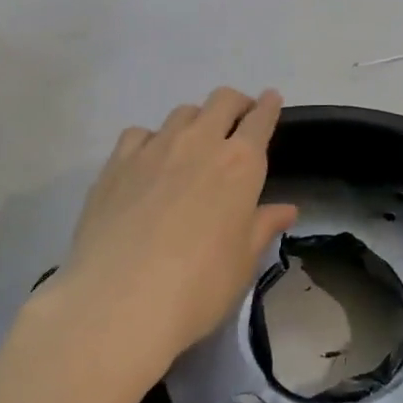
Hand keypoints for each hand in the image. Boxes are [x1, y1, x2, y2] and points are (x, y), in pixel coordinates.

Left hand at [58, 88, 297, 372]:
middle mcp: (200, 143)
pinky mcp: (117, 163)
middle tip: (238, 119)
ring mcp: (154, 148)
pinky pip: (140, 133)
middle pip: (222, 101)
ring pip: (182, 113)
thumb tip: (286, 209)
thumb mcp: (243, 263)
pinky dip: (151, 139)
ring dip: (196, 120)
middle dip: (236, 103)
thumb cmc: (198, 287)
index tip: (271, 99)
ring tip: (193, 143)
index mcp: (241, 164)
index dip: (269, 106)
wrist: (118, 303)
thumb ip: (263, 226)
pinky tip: (148, 162)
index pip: (261, 119)